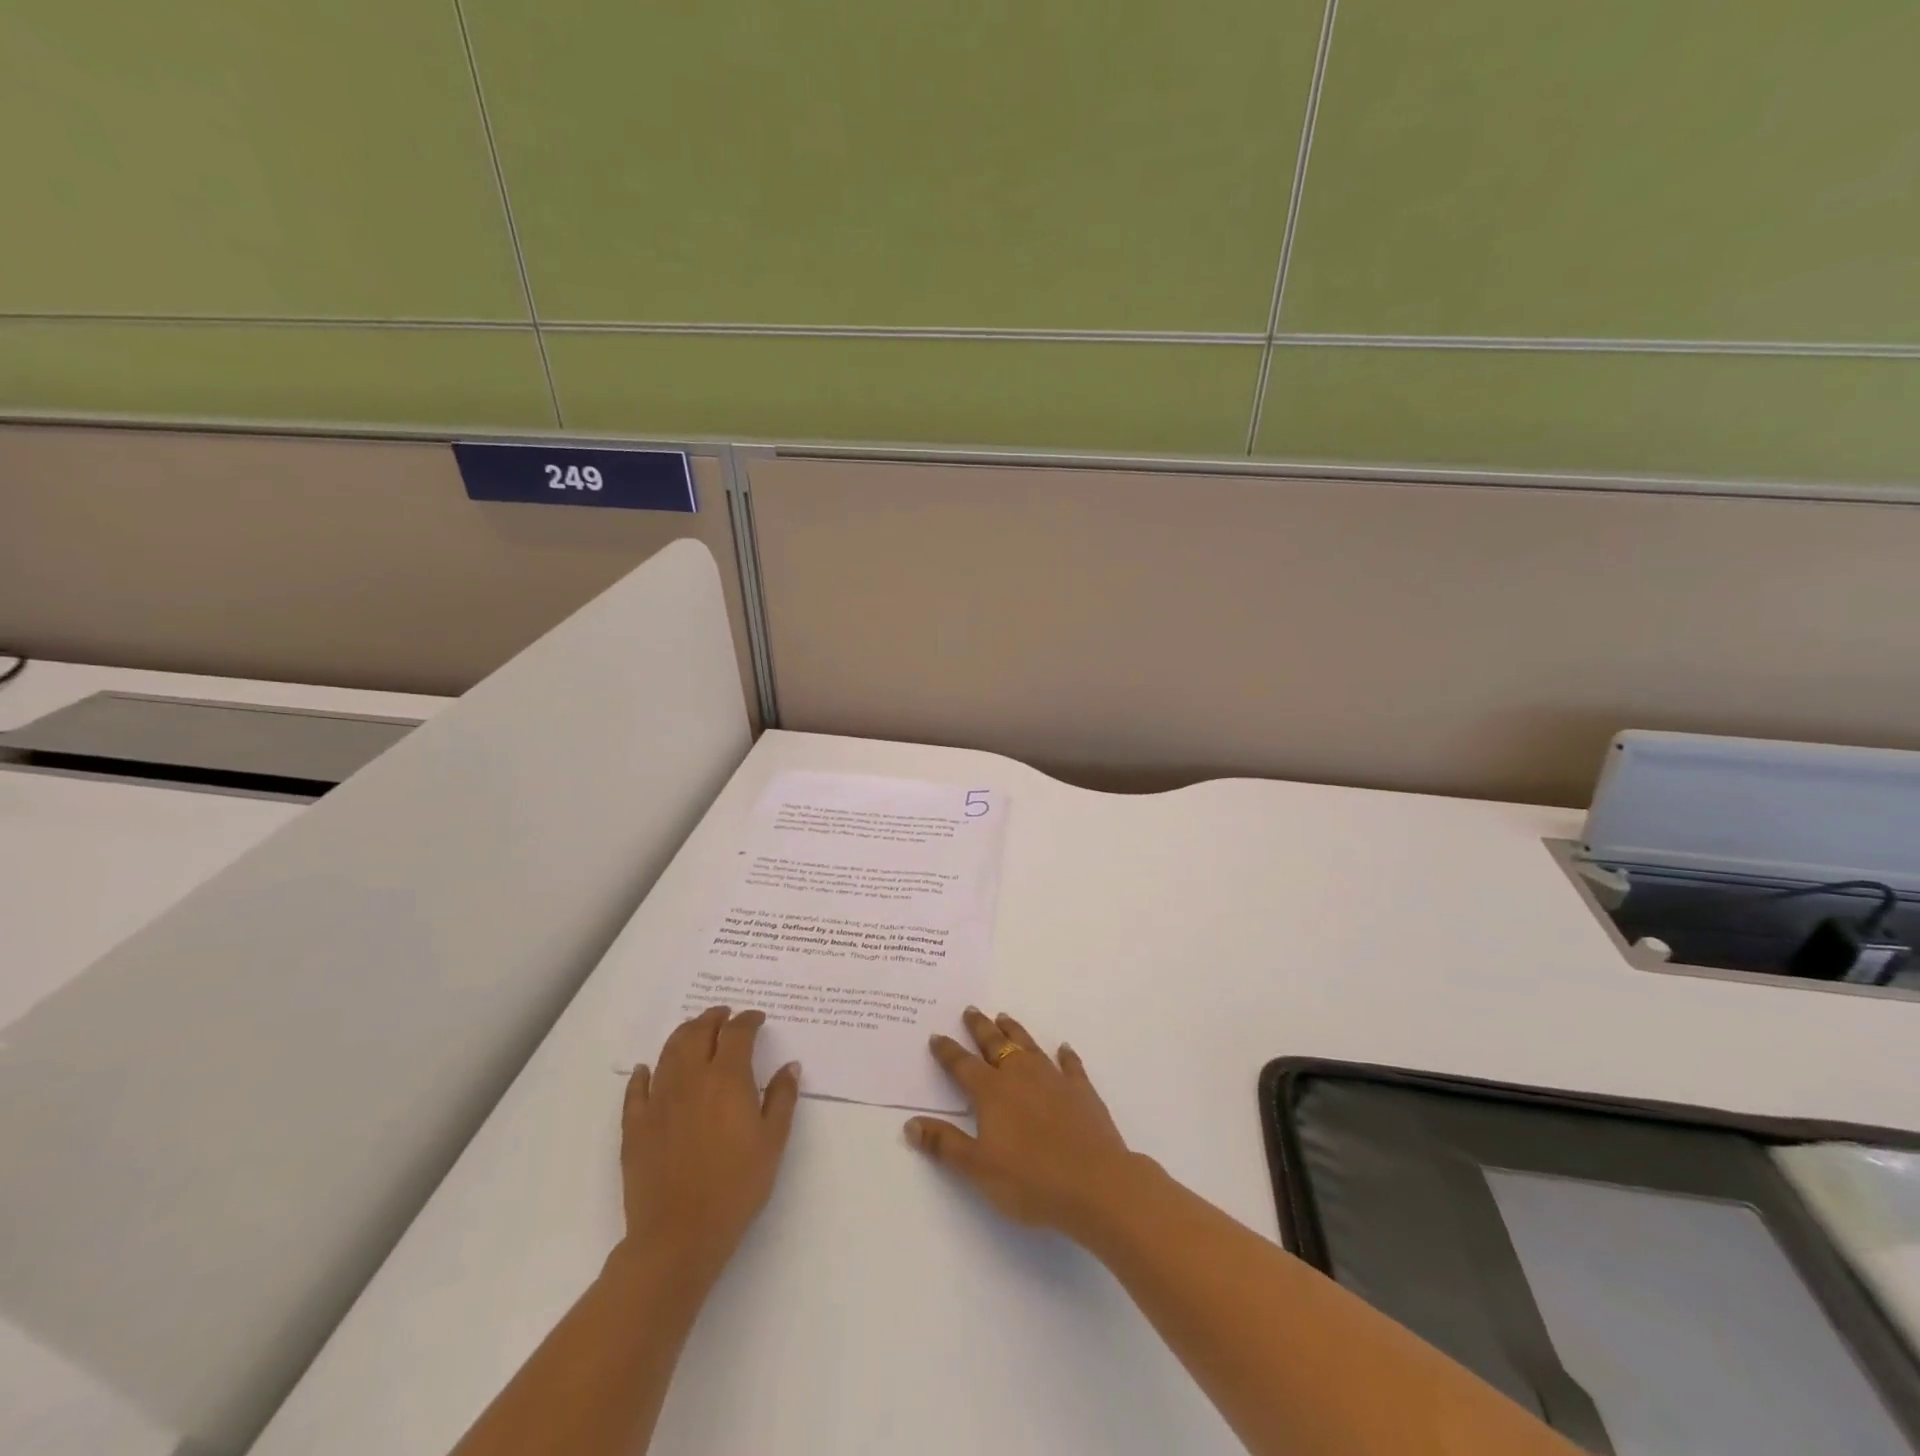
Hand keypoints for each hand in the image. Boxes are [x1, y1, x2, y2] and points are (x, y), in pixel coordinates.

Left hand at [617, 1006, 800, 1285]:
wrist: (678, 1236)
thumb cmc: (736, 1188)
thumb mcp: (773, 1142)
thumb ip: (782, 1098)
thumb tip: (789, 1066)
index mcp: (727, 1079)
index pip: (737, 1033)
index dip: (748, 1020)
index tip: (757, 1019)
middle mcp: (690, 1079)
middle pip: (699, 1032)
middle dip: (714, 1018)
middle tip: (725, 1014)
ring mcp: (658, 1101)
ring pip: (669, 1051)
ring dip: (684, 1034)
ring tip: (695, 1030)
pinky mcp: (635, 1126)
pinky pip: (636, 1089)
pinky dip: (643, 1073)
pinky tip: (647, 1069)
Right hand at [905, 1006, 1139, 1238]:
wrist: (1095, 1183)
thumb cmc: (1031, 1180)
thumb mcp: (978, 1168)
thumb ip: (945, 1144)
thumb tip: (910, 1124)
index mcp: (992, 1092)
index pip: (963, 1065)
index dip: (947, 1051)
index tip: (937, 1036)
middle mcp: (1020, 1075)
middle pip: (995, 1044)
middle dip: (980, 1027)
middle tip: (971, 1010)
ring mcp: (1053, 1079)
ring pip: (1028, 1045)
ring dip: (1014, 1031)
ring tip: (1004, 1018)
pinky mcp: (1082, 1090)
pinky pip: (1070, 1065)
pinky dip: (1065, 1055)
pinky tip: (1063, 1049)